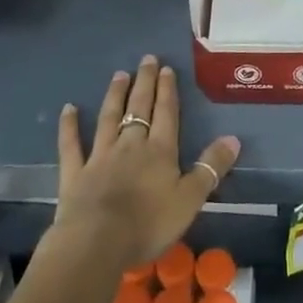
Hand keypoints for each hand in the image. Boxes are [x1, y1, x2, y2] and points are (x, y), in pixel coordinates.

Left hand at [52, 55, 241, 268]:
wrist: (97, 243)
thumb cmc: (149, 224)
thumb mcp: (190, 199)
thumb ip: (211, 168)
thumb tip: (234, 138)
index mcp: (160, 151)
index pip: (166, 113)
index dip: (167, 90)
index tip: (166, 68)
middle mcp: (130, 145)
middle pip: (139, 108)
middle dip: (144, 83)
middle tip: (146, 59)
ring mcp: (100, 156)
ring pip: (109, 118)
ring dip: (115, 95)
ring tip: (119, 74)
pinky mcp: (75, 173)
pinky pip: (71, 145)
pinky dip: (69, 126)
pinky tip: (68, 109)